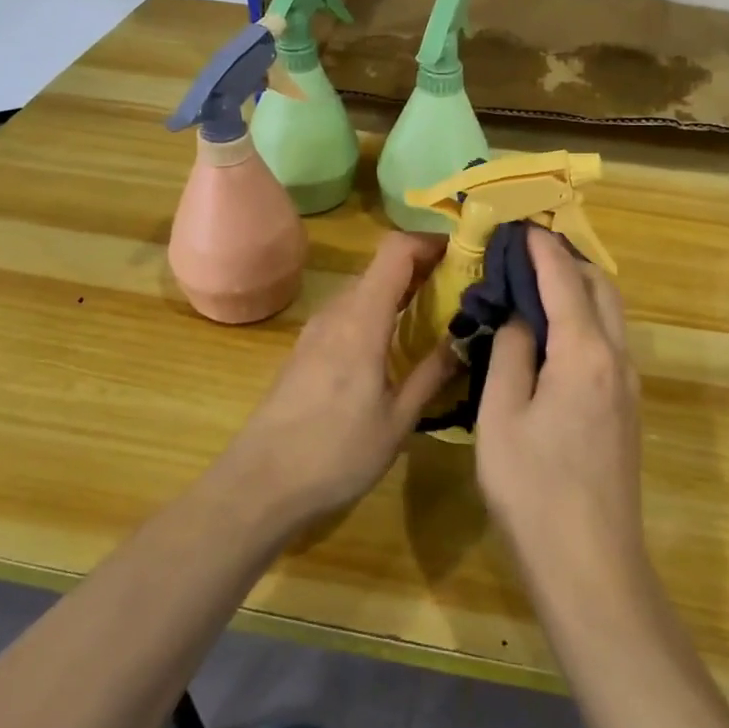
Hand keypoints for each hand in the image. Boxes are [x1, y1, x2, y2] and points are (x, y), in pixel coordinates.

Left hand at [216, 231, 457, 531]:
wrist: (260, 484)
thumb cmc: (335, 453)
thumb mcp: (398, 420)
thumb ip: (433, 372)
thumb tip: (468, 337)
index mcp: (362, 319)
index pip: (396, 250)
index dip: (431, 242)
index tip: (465, 255)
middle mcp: (337, 311)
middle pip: (382, 265)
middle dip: (424, 267)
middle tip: (463, 289)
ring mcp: (318, 329)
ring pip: (366, 288)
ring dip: (402, 289)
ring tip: (438, 314)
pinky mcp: (308, 348)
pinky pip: (351, 311)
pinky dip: (380, 310)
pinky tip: (397, 342)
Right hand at [475, 228, 645, 582]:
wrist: (591, 566)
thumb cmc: (534, 490)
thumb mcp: (502, 416)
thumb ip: (511, 353)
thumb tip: (519, 315)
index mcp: (585, 353)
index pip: (564, 280)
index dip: (541, 248)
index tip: (519, 224)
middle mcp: (617, 359)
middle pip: (602, 288)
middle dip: (569, 260)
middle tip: (528, 249)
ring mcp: (629, 386)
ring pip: (611, 315)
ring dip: (581, 287)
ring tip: (539, 280)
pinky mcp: (627, 409)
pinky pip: (610, 341)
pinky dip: (586, 317)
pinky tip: (555, 330)